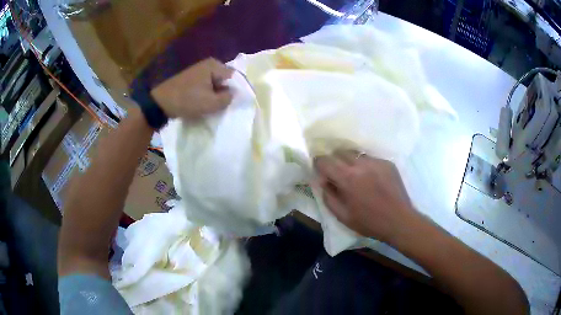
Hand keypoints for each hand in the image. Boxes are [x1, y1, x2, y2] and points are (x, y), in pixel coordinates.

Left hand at [151, 58, 233, 119]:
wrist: (160, 102)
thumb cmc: (187, 100)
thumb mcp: (211, 103)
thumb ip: (228, 98)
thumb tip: (233, 94)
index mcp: (215, 65)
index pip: (236, 77)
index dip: (238, 90)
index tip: (238, 103)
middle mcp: (209, 64)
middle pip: (226, 79)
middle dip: (227, 92)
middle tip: (225, 106)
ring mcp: (200, 70)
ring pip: (217, 83)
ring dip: (217, 94)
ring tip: (214, 106)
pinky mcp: (194, 77)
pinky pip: (208, 85)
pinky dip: (209, 94)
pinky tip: (205, 102)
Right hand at [314, 151, 416, 242]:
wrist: (399, 220)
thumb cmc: (369, 222)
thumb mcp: (342, 216)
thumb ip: (328, 196)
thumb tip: (323, 181)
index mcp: (347, 178)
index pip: (325, 161)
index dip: (318, 164)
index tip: (320, 170)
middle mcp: (361, 165)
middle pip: (339, 152)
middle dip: (334, 161)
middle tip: (336, 174)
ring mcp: (376, 162)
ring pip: (355, 154)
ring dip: (349, 162)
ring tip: (354, 175)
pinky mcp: (387, 163)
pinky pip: (370, 159)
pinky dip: (365, 165)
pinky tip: (370, 178)